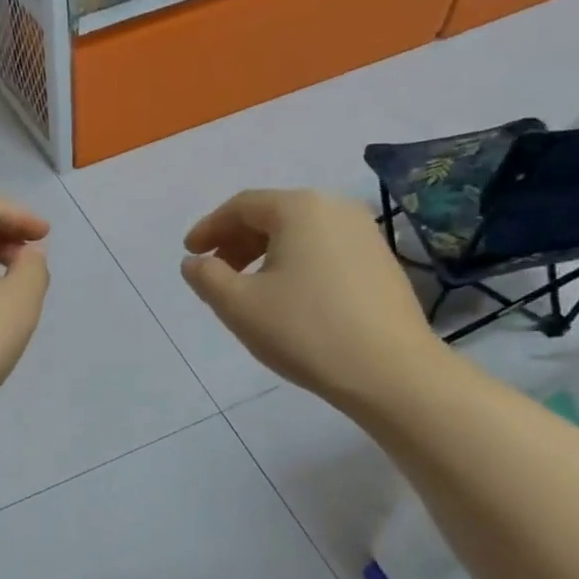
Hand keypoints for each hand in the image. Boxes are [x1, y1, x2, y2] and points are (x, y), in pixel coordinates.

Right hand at [181, 189, 443, 410]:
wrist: (390, 371)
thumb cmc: (305, 331)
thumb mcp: (239, 305)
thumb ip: (206, 277)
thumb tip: (194, 263)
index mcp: (300, 208)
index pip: (242, 206)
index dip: (209, 228)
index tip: (189, 254)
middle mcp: (336, 208)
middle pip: (273, 215)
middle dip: (237, 241)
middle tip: (215, 272)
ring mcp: (366, 234)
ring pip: (300, 234)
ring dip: (265, 254)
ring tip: (248, 289)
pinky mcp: (382, 263)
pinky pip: (325, 251)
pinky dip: (296, 264)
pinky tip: (289, 298)